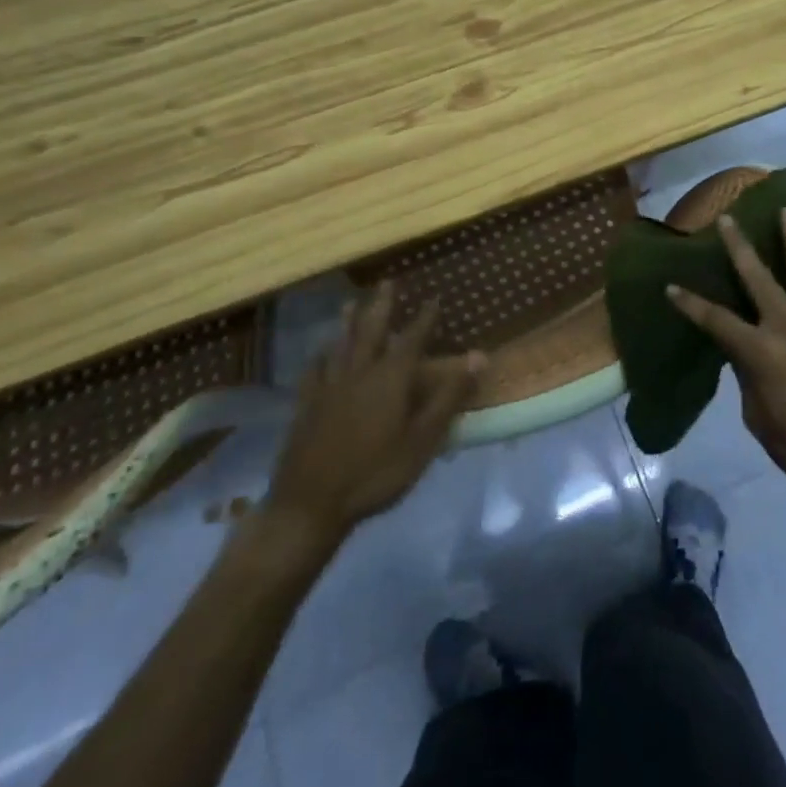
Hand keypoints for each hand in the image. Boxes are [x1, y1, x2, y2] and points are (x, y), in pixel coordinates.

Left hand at [267, 284, 483, 539]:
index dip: (425, 317)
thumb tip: (479, 356)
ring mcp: (329, 388)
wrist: (310, 505)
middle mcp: (359, 372)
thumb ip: (449, 396)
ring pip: (340, 345)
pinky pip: (313, 372)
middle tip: (387, 282)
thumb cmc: (375, 473)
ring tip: (350, 303)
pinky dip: (319, 357)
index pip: (412, 338)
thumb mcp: (423, 440)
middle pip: (371, 331)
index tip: (434, 296)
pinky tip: (319, 354)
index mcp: (390, 378)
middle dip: (382, 306)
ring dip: (348, 322)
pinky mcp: (306, 406)